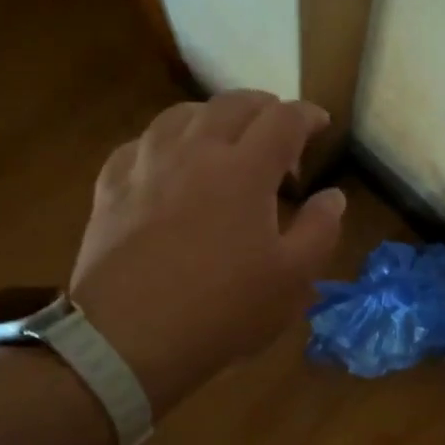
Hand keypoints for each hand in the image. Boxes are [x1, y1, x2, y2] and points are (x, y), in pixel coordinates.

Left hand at [68, 91, 344, 413]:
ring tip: (226, 141)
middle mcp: (195, 151)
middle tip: (279, 134)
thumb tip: (332, 196)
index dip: (308, 115)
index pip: (283, 119)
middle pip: (232, 104)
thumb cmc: (222, 310)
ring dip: (214, 117)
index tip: (321, 125)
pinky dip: (167, 142)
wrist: (128, 339)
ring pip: (182, 114)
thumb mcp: (291, 279)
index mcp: (244, 170)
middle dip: (264, 108)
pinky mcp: (111, 186)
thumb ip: (319, 230)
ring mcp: (147, 165)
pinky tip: (170, 165)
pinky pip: (141, 143)